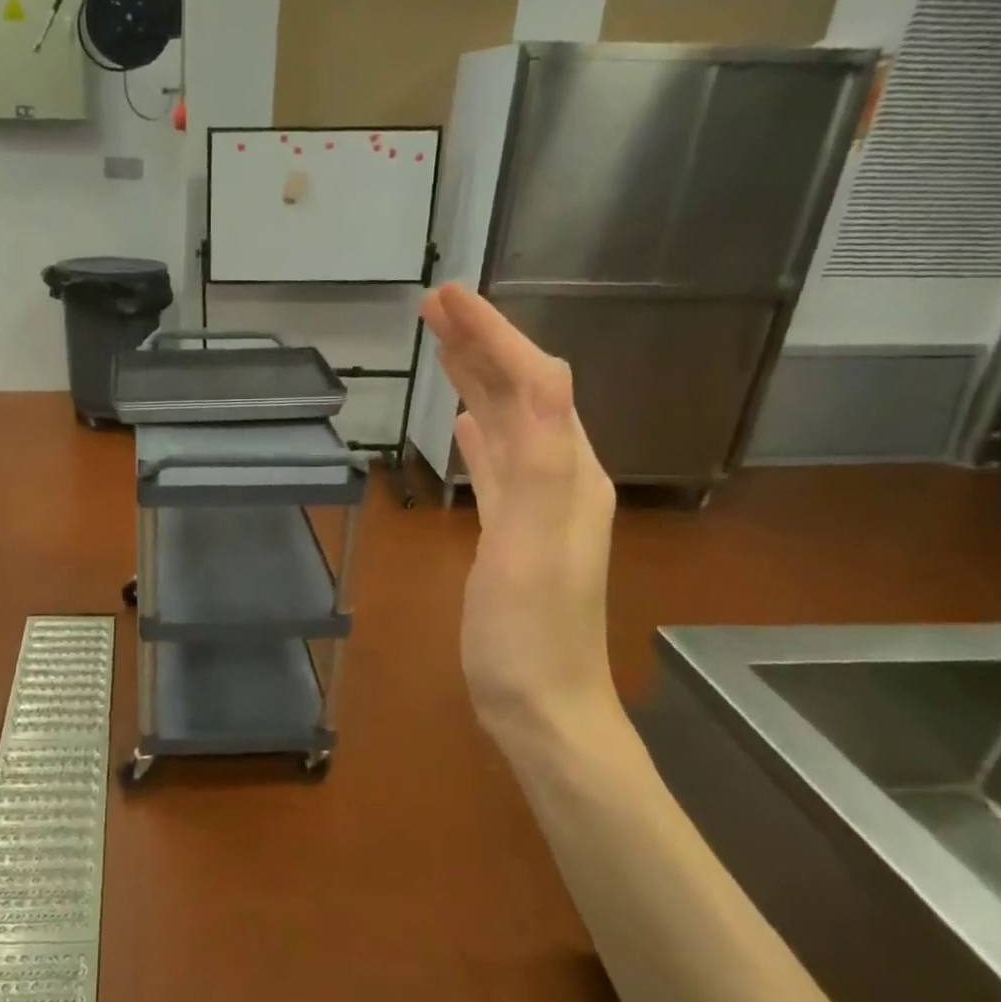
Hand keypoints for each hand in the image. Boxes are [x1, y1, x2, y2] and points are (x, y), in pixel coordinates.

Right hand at [419, 284, 619, 755]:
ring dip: (476, 380)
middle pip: (520, 393)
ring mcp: (536, 504)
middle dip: (481, 343)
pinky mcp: (512, 530)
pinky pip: (496, 464)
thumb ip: (538, 461)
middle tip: (433, 306)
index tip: (447, 296)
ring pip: (505, 424)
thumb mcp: (535, 544)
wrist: (542, 705)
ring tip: (442, 347)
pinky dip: (478, 433)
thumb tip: (542, 372)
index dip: (492, 334)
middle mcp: (558, 476)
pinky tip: (462, 423)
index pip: (532, 381)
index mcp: (567, 471)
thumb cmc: (529, 631)